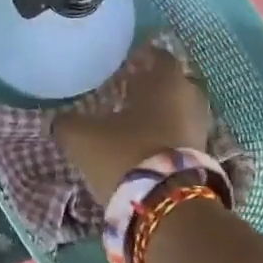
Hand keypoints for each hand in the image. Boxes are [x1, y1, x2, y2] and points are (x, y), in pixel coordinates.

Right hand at [53, 46, 212, 202]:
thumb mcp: (82, 137)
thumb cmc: (125, 154)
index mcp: (165, 82)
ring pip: (180, 111)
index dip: (143, 57)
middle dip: (154, 85)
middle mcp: (189, 99)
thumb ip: (68, 123)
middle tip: (130, 90)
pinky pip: (183, 136)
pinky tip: (146, 145)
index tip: (127, 62)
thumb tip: (59, 119)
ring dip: (161, 113)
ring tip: (135, 121)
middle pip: (174, 83)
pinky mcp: (203, 159)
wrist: (167, 206)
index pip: (160, 56)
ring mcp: (200, 130)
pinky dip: (168, 136)